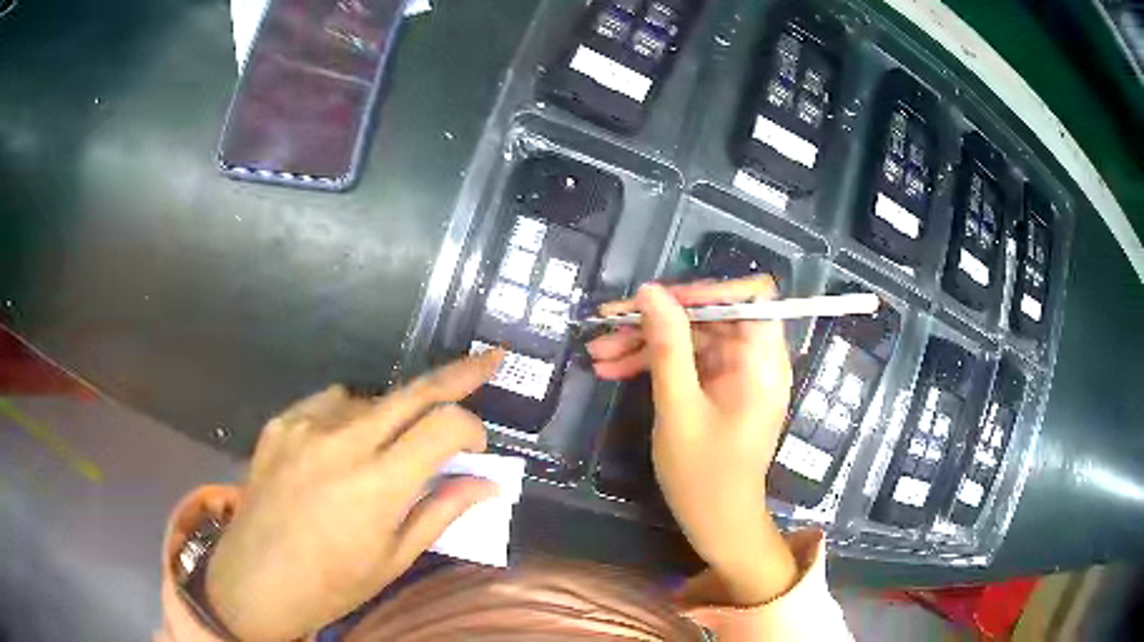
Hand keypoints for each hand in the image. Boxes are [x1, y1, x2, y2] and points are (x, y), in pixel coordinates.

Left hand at [206, 350, 504, 640]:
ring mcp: (304, 427)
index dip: (471, 427)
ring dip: (394, 414)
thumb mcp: (394, 559)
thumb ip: (441, 512)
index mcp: (377, 484)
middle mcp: (342, 442)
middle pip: (412, 392)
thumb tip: (488, 484)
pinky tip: (342, 444)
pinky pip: (329, 402)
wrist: (256, 580)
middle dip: (457, 374)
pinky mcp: (279, 424)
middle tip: (487, 361)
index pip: (444, 426)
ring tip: (387, 450)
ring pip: (370, 398)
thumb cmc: (332, 583)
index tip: (476, 446)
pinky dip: (349, 414)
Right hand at [587, 276, 798, 604]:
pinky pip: (688, 362)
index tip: (661, 301)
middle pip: (710, 316)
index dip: (708, 290)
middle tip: (606, 326)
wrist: (717, 523)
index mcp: (762, 361)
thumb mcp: (678, 408)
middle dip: (657, 320)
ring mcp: (736, 374)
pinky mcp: (719, 388)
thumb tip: (650, 291)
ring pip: (692, 338)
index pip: (752, 296)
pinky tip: (612, 369)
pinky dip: (654, 364)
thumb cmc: (704, 475)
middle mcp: (755, 359)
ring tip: (597, 353)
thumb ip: (667, 347)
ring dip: (645, 343)